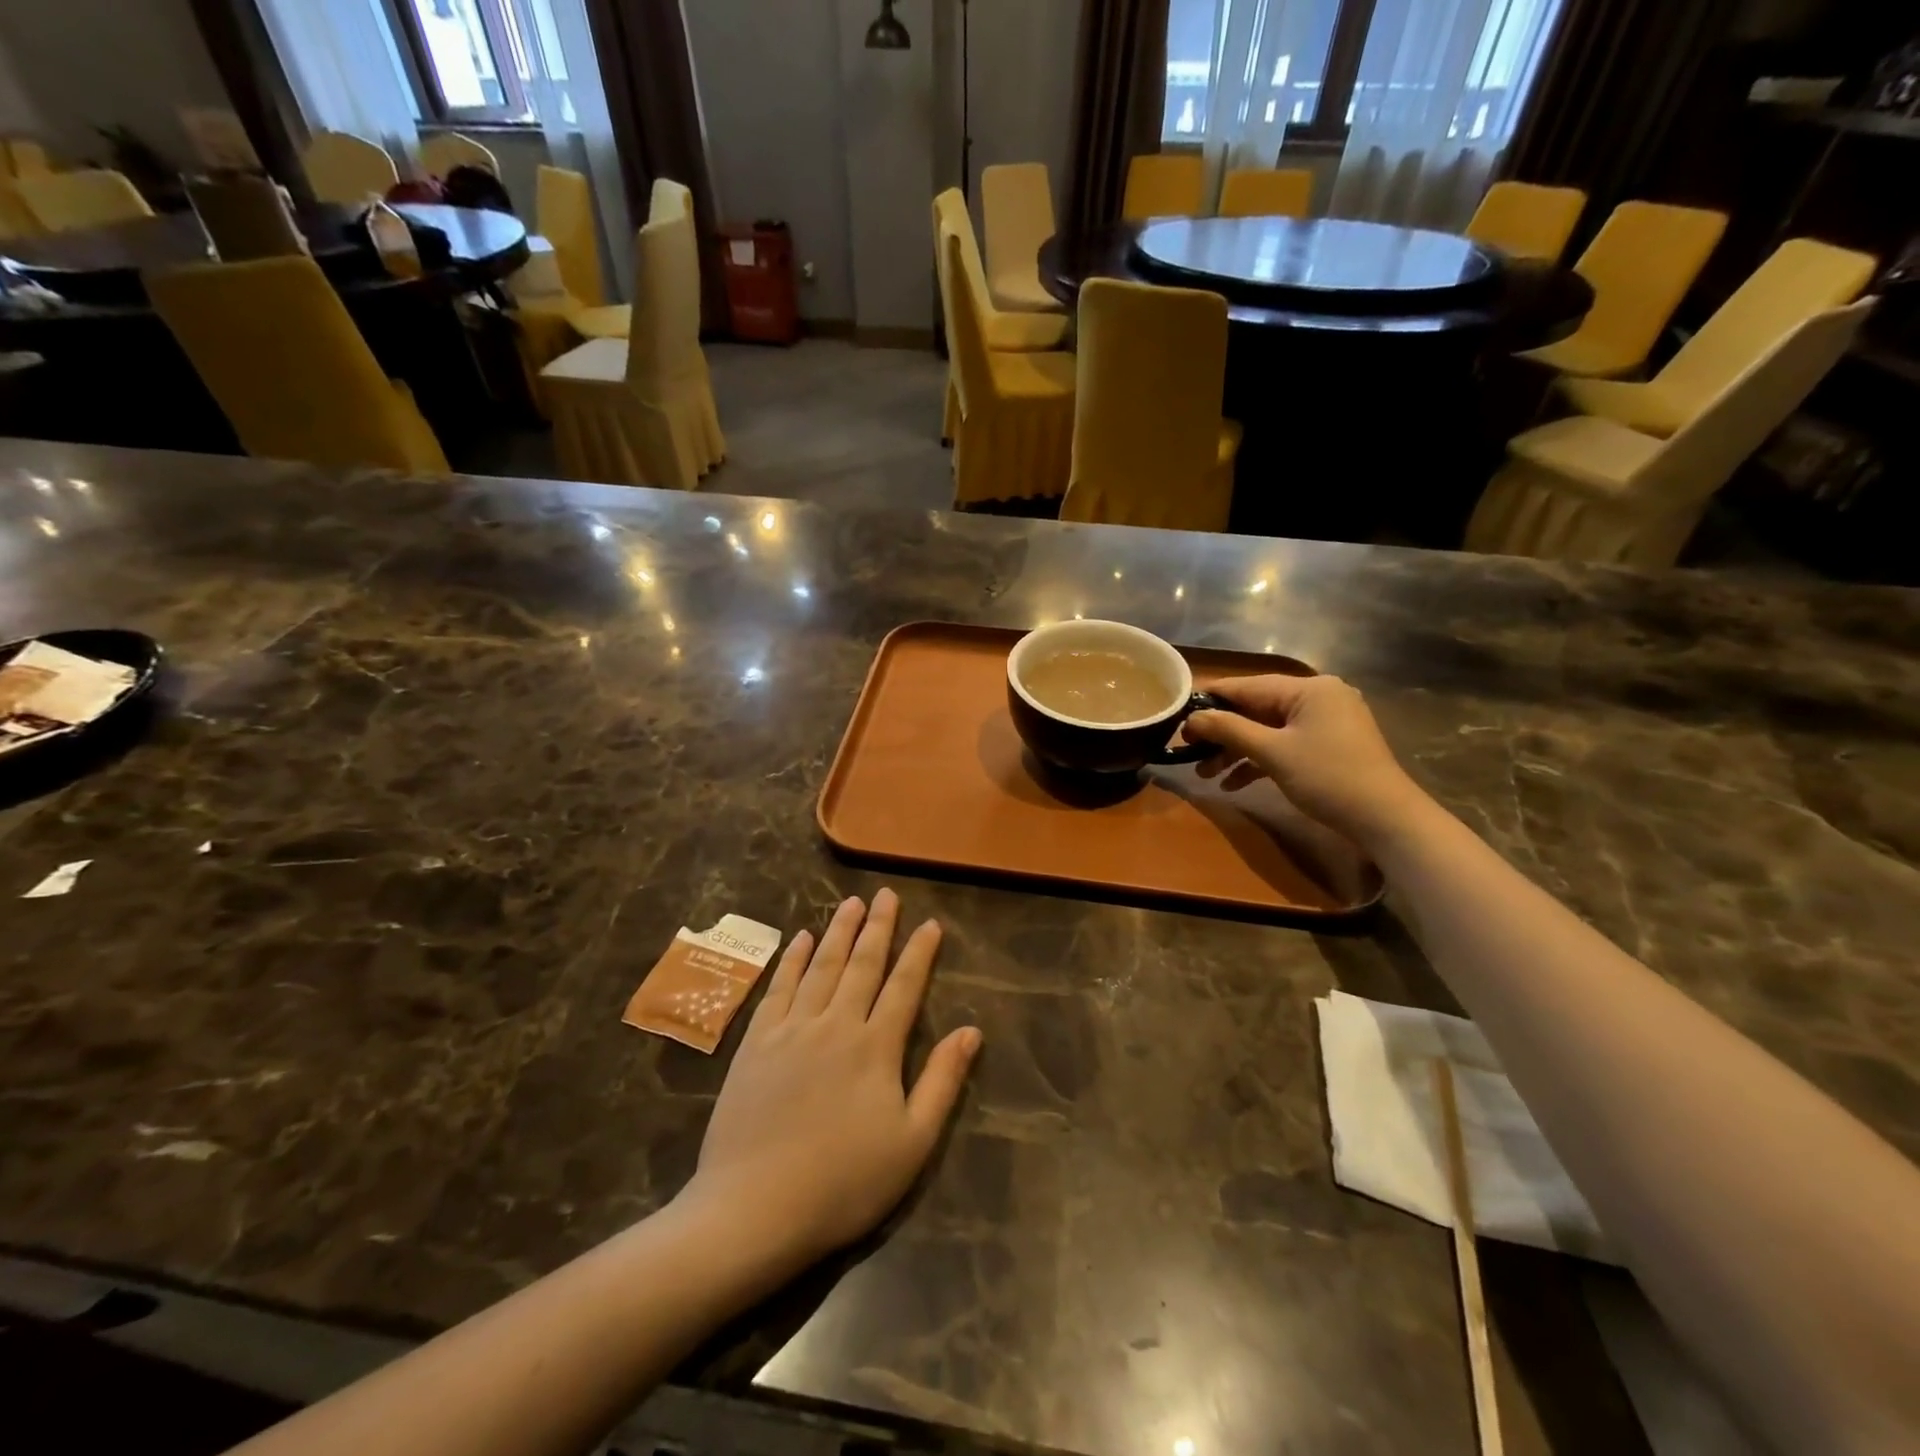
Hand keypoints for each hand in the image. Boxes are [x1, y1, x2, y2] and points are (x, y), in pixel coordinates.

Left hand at [681, 890, 980, 1270]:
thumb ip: (942, 1082)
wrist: (753, 1209)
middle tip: (886, 895)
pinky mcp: (756, 1043)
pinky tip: (799, 940)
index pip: (904, 987)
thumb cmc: (843, 1183)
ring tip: (851, 903)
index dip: (919, 953)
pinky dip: (791, 960)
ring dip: (838, 932)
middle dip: (878, 927)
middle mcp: (835, 1024)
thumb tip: (970, 1031)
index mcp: (876, 1047)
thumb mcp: (912, 1143)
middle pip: (862, 965)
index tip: (931, 924)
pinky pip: (778, 988)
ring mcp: (791, 1030)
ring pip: (820, 967)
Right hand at [1185, 674, 1428, 846]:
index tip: (1178, 717)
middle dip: (1222, 733)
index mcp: (1308, 688)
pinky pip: (1283, 745)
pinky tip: (1233, 783)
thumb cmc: (1328, 777)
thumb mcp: (1273, 753)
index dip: (1210, 701)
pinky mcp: (1328, 746)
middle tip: (1188, 752)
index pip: (1246, 686)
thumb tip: (1191, 719)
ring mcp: (1325, 722)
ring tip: (1204, 774)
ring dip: (1236, 751)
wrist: (1385, 819)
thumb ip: (1229, 730)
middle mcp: (1318, 697)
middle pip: (1256, 709)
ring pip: (1267, 730)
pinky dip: (1258, 760)